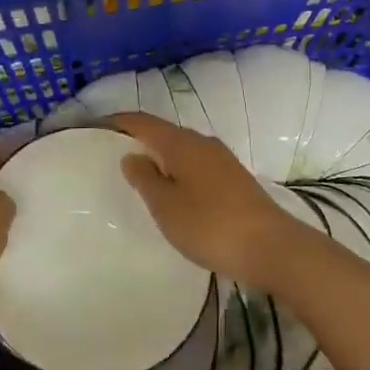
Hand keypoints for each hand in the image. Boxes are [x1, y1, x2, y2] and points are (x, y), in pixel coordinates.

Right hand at [111, 113, 316, 289]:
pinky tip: (174, 190)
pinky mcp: (235, 179)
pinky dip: (178, 170)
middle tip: (114, 153)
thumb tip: (131, 155)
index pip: (143, 122)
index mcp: (181, 143)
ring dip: (161, 156)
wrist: (272, 248)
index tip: (98, 126)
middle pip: (164, 133)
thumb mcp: (166, 206)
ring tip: (141, 174)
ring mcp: (222, 160)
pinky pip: (197, 165)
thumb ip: (145, 178)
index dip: (120, 121)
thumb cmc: (210, 225)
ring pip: (182, 149)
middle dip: (140, 139)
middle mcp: (202, 143)